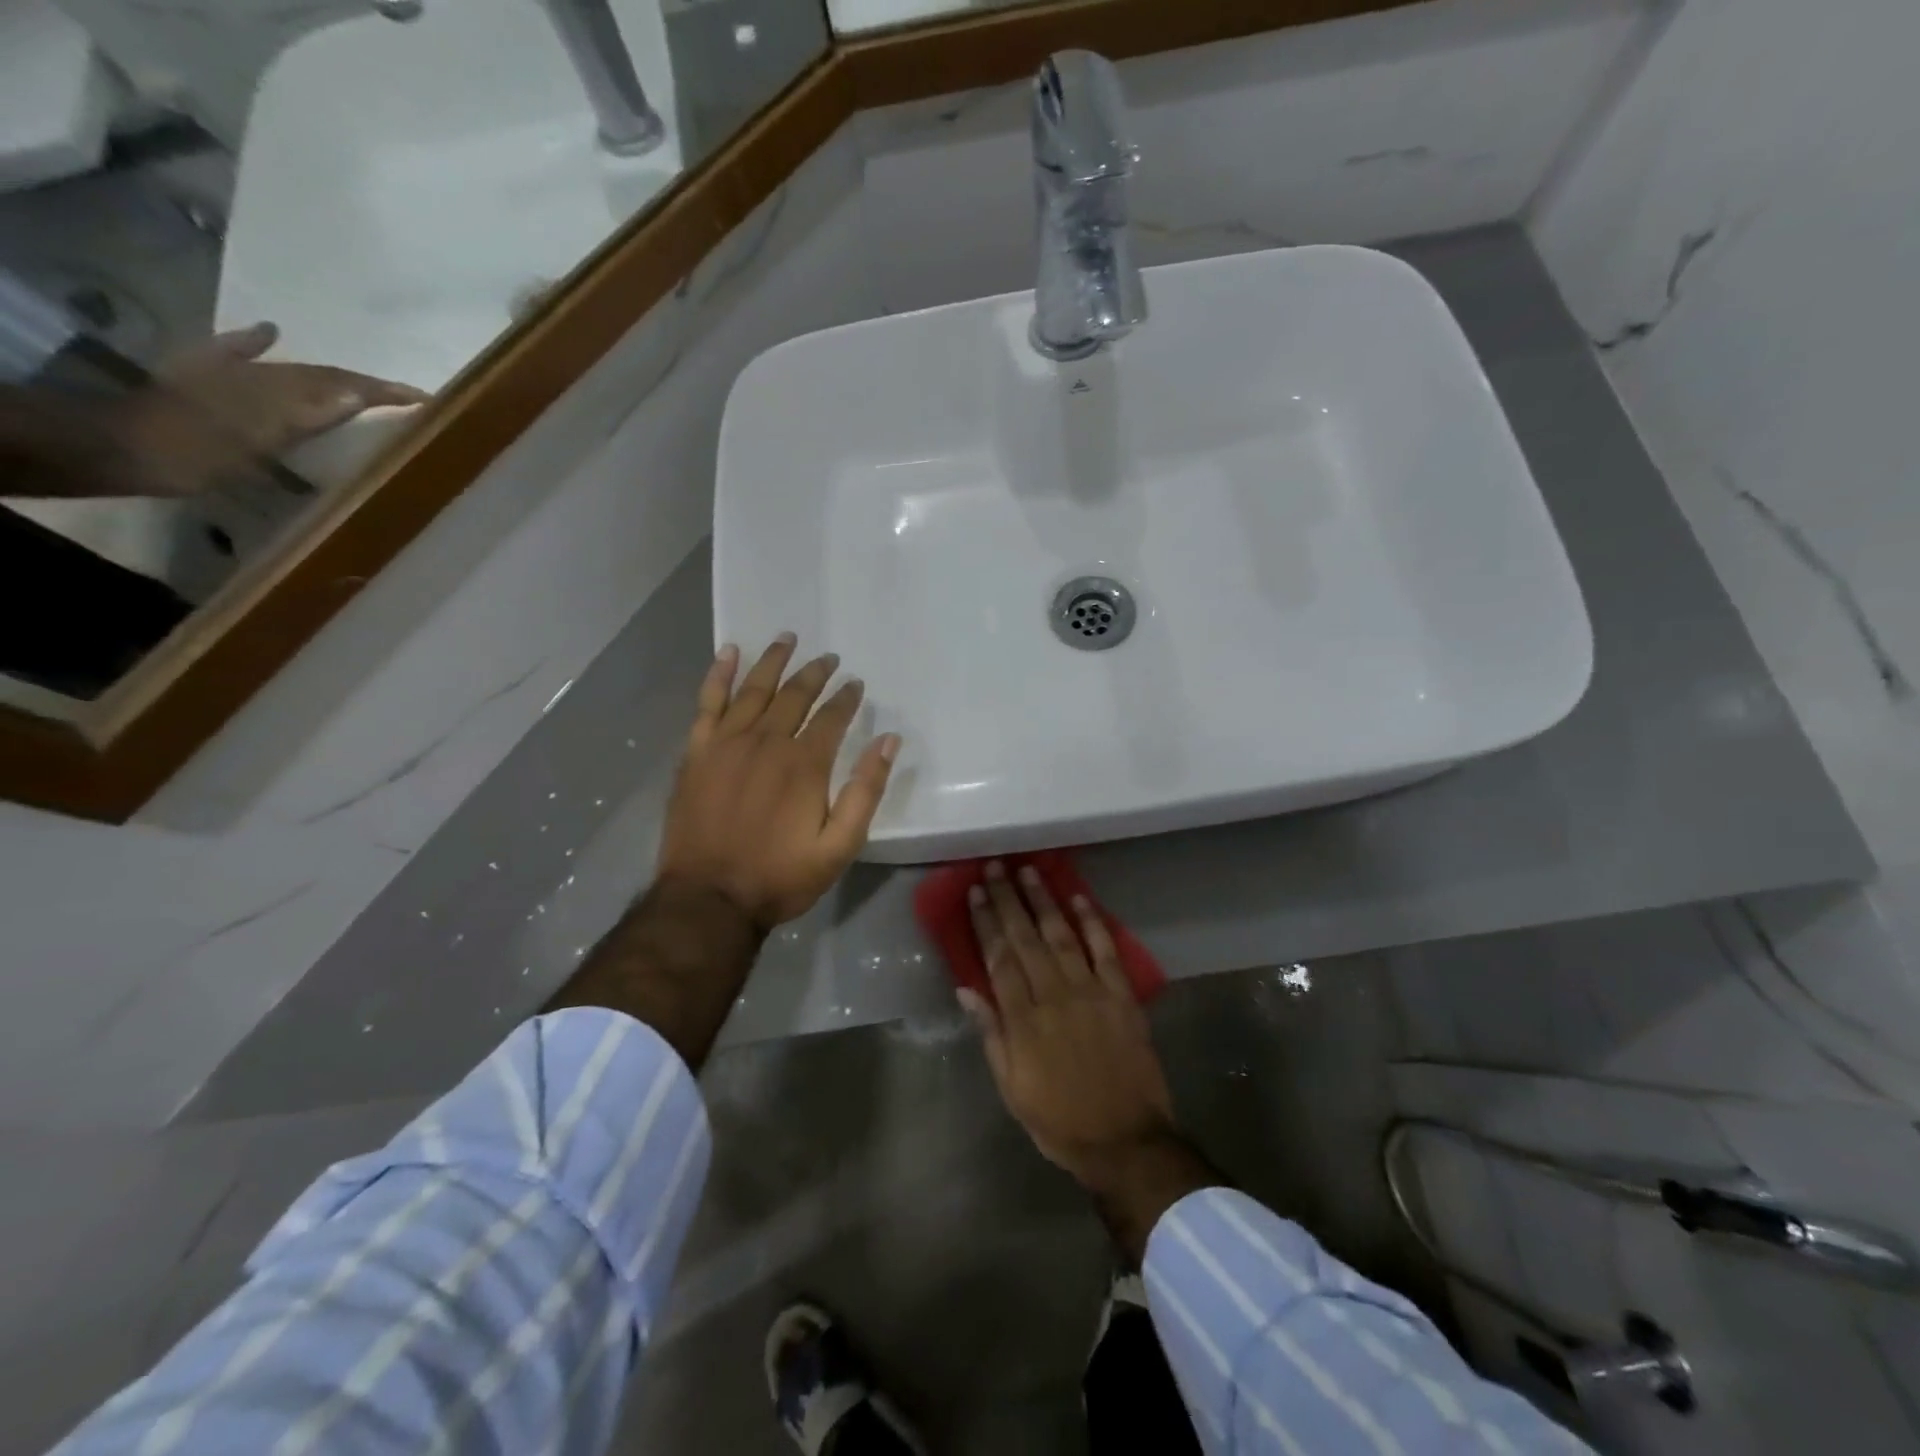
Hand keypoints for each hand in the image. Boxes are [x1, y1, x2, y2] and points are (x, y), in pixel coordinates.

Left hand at [118, 322, 431, 495]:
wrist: (126, 444)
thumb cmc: (200, 448)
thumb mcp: (264, 436)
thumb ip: (311, 414)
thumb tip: (358, 394)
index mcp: (282, 388)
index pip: (346, 386)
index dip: (386, 391)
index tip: (425, 397)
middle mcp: (266, 375)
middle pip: (327, 376)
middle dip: (368, 384)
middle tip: (406, 394)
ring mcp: (236, 375)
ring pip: (299, 372)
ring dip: (334, 376)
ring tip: (364, 383)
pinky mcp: (207, 376)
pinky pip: (244, 354)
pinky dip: (263, 345)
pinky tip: (272, 332)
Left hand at [656, 634, 900, 931]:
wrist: (708, 899)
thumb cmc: (780, 876)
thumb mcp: (839, 846)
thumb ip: (866, 791)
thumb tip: (888, 740)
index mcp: (804, 763)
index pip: (832, 716)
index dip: (847, 697)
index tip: (856, 683)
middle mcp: (766, 741)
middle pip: (795, 695)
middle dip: (815, 673)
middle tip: (828, 658)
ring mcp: (727, 743)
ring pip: (754, 689)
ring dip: (773, 661)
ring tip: (787, 639)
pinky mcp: (698, 752)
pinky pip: (708, 702)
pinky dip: (719, 675)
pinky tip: (729, 652)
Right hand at [962, 862, 1178, 1187]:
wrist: (1125, 1141)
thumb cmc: (1059, 1120)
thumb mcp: (1011, 1087)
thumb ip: (991, 1034)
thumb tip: (967, 989)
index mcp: (1023, 1020)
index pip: (998, 958)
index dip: (985, 922)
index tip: (974, 893)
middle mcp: (1053, 996)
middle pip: (1025, 938)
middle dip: (1008, 899)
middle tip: (995, 867)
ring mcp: (1090, 992)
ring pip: (1061, 935)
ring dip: (1043, 900)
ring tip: (1028, 871)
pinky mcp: (1121, 996)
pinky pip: (1105, 950)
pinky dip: (1092, 922)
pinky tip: (1078, 897)